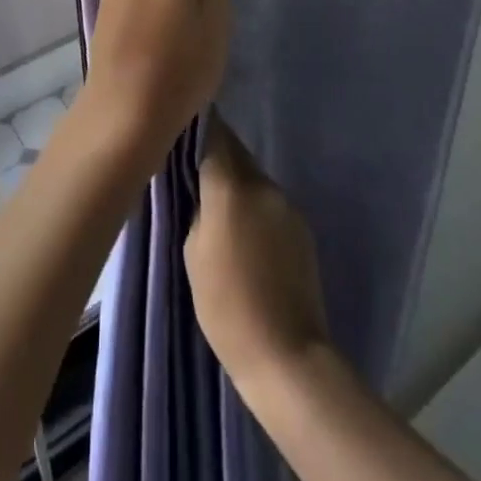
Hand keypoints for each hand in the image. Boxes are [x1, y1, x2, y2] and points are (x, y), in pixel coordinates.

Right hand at [186, 116, 329, 391]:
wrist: (288, 356)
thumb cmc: (226, 306)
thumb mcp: (192, 251)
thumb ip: (197, 207)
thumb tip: (201, 189)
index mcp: (233, 186)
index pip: (214, 135)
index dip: (197, 127)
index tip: (179, 125)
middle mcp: (264, 185)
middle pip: (236, 152)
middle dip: (215, 153)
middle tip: (189, 166)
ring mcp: (287, 205)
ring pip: (253, 177)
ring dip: (234, 181)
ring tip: (214, 204)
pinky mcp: (301, 227)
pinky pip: (269, 202)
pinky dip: (252, 205)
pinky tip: (242, 232)